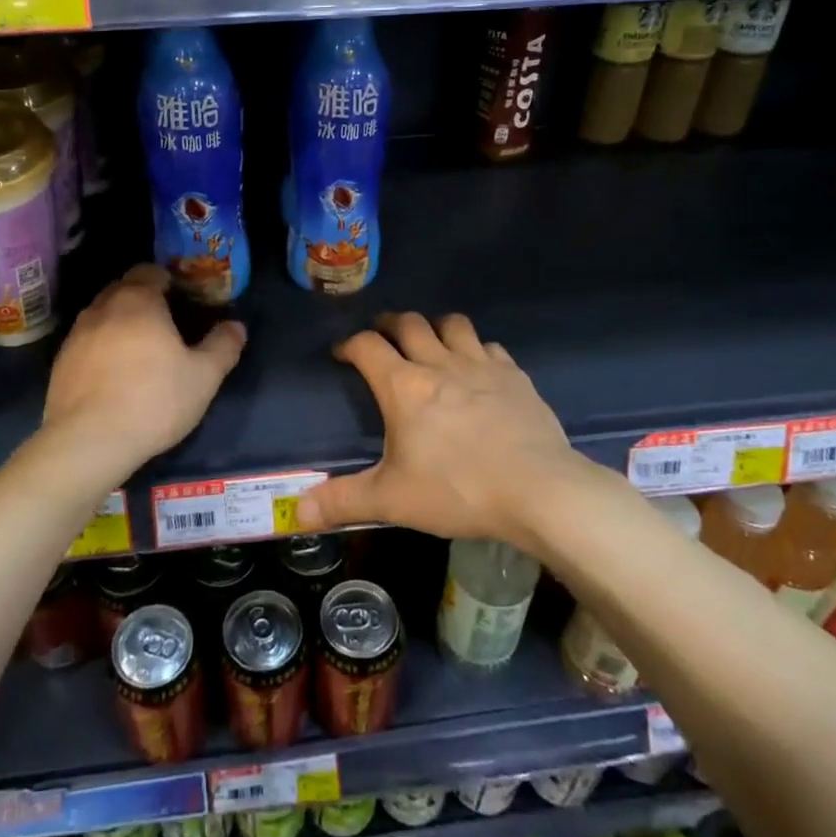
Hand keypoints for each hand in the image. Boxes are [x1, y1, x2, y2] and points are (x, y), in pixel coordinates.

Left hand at [38, 265, 245, 483]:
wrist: (88, 442)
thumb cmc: (153, 400)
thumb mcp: (204, 376)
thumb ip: (223, 346)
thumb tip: (236, 326)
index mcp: (138, 300)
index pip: (150, 270)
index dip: (168, 280)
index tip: (183, 299)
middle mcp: (102, 307)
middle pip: (124, 288)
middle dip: (144, 298)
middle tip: (167, 323)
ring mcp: (76, 334)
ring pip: (102, 314)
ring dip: (120, 322)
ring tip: (140, 350)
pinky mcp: (60, 362)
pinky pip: (87, 341)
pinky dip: (102, 347)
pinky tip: (115, 374)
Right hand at [296, 312, 586, 544]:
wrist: (539, 490)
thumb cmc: (458, 490)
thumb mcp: (393, 500)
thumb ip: (343, 501)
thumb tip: (297, 513)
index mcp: (404, 386)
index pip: (367, 346)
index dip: (350, 344)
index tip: (342, 353)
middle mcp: (439, 364)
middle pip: (409, 323)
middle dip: (390, 324)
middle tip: (382, 336)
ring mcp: (481, 365)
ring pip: (452, 324)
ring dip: (435, 327)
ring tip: (430, 342)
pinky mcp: (514, 375)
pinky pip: (489, 346)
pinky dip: (476, 349)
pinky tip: (478, 368)